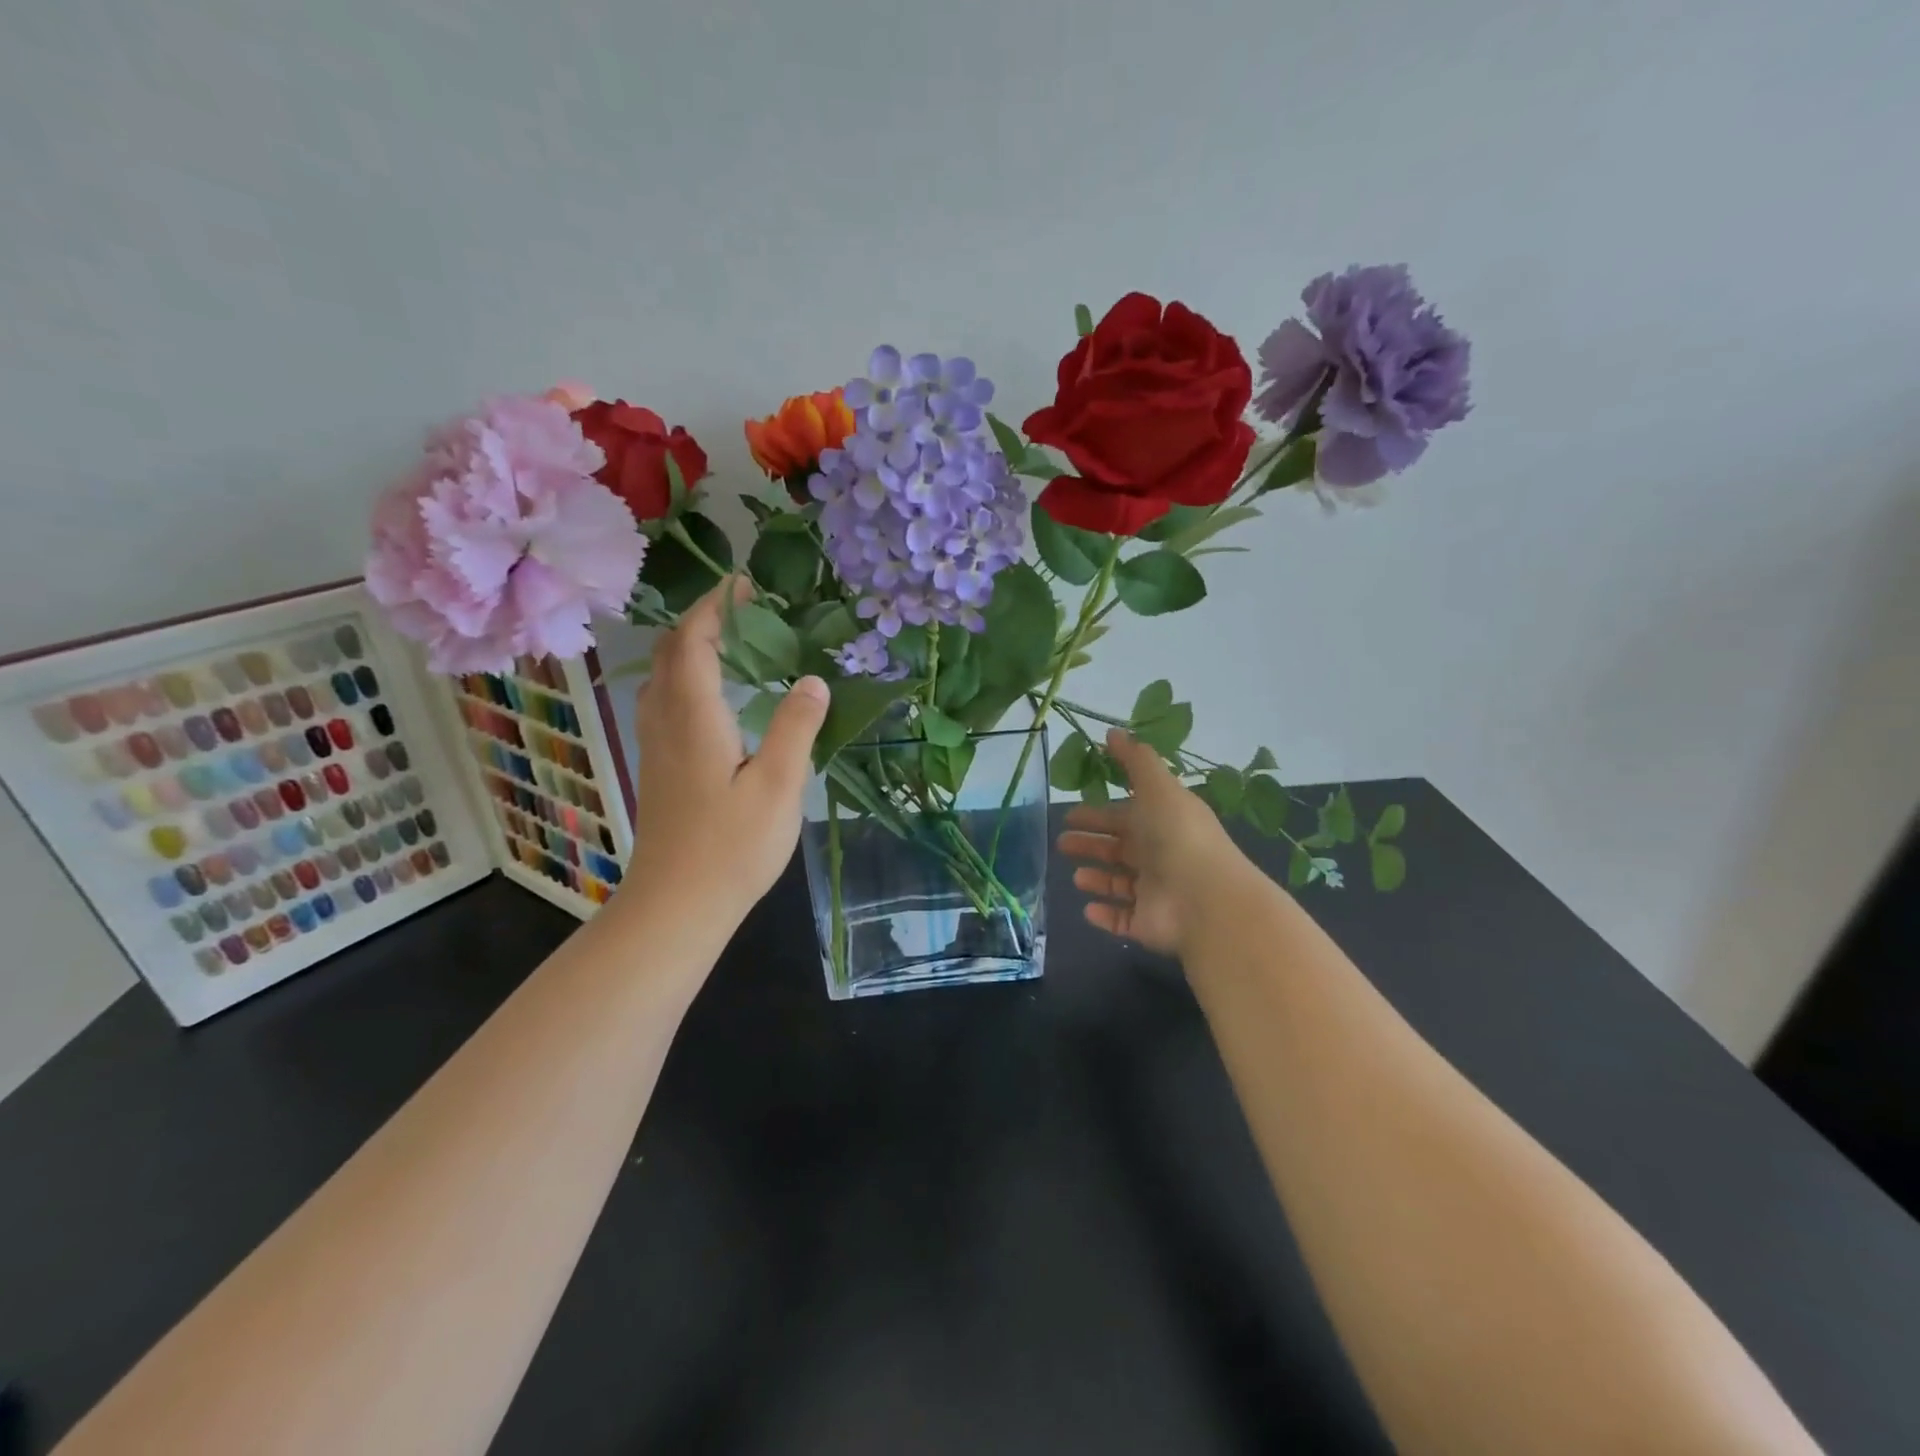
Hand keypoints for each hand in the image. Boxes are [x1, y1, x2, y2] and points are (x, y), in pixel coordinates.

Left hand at [626, 579, 828, 922]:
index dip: (715, 607)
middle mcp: (666, 721)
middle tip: (745, 611)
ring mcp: (655, 745)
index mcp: (695, 716)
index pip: (693, 641)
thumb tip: (813, 680)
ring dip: (690, 648)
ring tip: (733, 644)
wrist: (676, 904)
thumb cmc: (732, 847)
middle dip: (702, 620)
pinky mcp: (657, 766)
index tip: (744, 585)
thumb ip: (795, 728)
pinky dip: (685, 677)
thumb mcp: (778, 786)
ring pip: (661, 677)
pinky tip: (714, 697)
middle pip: (669, 652)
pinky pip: (664, 700)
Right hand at [1057, 729, 1251, 956]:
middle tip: (1061, 843)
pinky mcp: (1147, 925)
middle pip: (1118, 849)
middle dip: (1090, 844)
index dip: (1097, 814)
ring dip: (1097, 879)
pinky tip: (1087, 909)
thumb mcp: (1157, 787)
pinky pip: (1122, 920)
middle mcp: (1158, 856)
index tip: (1069, 814)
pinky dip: (1105, 915)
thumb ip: (1135, 761)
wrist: (1204, 898)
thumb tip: (1112, 732)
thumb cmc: (1177, 835)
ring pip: (1119, 884)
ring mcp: (1154, 893)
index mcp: (1160, 822)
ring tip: (1075, 876)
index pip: (1124, 816)